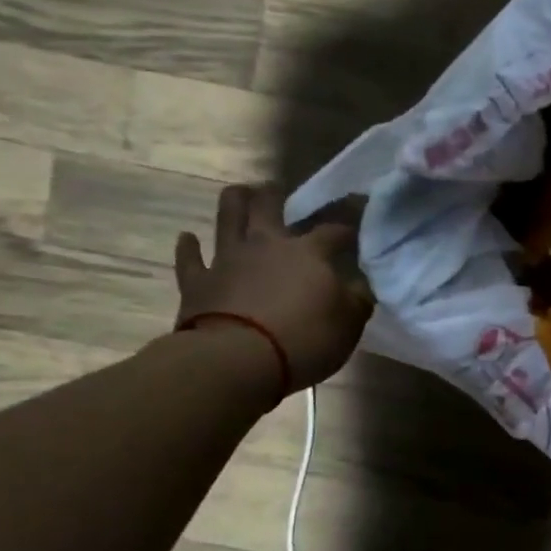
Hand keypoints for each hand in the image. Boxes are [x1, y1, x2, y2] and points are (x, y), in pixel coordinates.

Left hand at [174, 184, 373, 393]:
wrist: (236, 361)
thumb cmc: (303, 340)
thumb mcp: (348, 325)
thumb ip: (356, 300)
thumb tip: (361, 285)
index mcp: (308, 252)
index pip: (334, 231)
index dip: (347, 226)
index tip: (357, 223)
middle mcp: (266, 245)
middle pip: (268, 206)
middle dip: (275, 195)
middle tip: (278, 190)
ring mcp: (228, 260)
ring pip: (228, 218)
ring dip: (234, 203)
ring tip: (239, 193)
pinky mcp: (197, 283)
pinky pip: (190, 260)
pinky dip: (189, 248)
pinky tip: (188, 238)